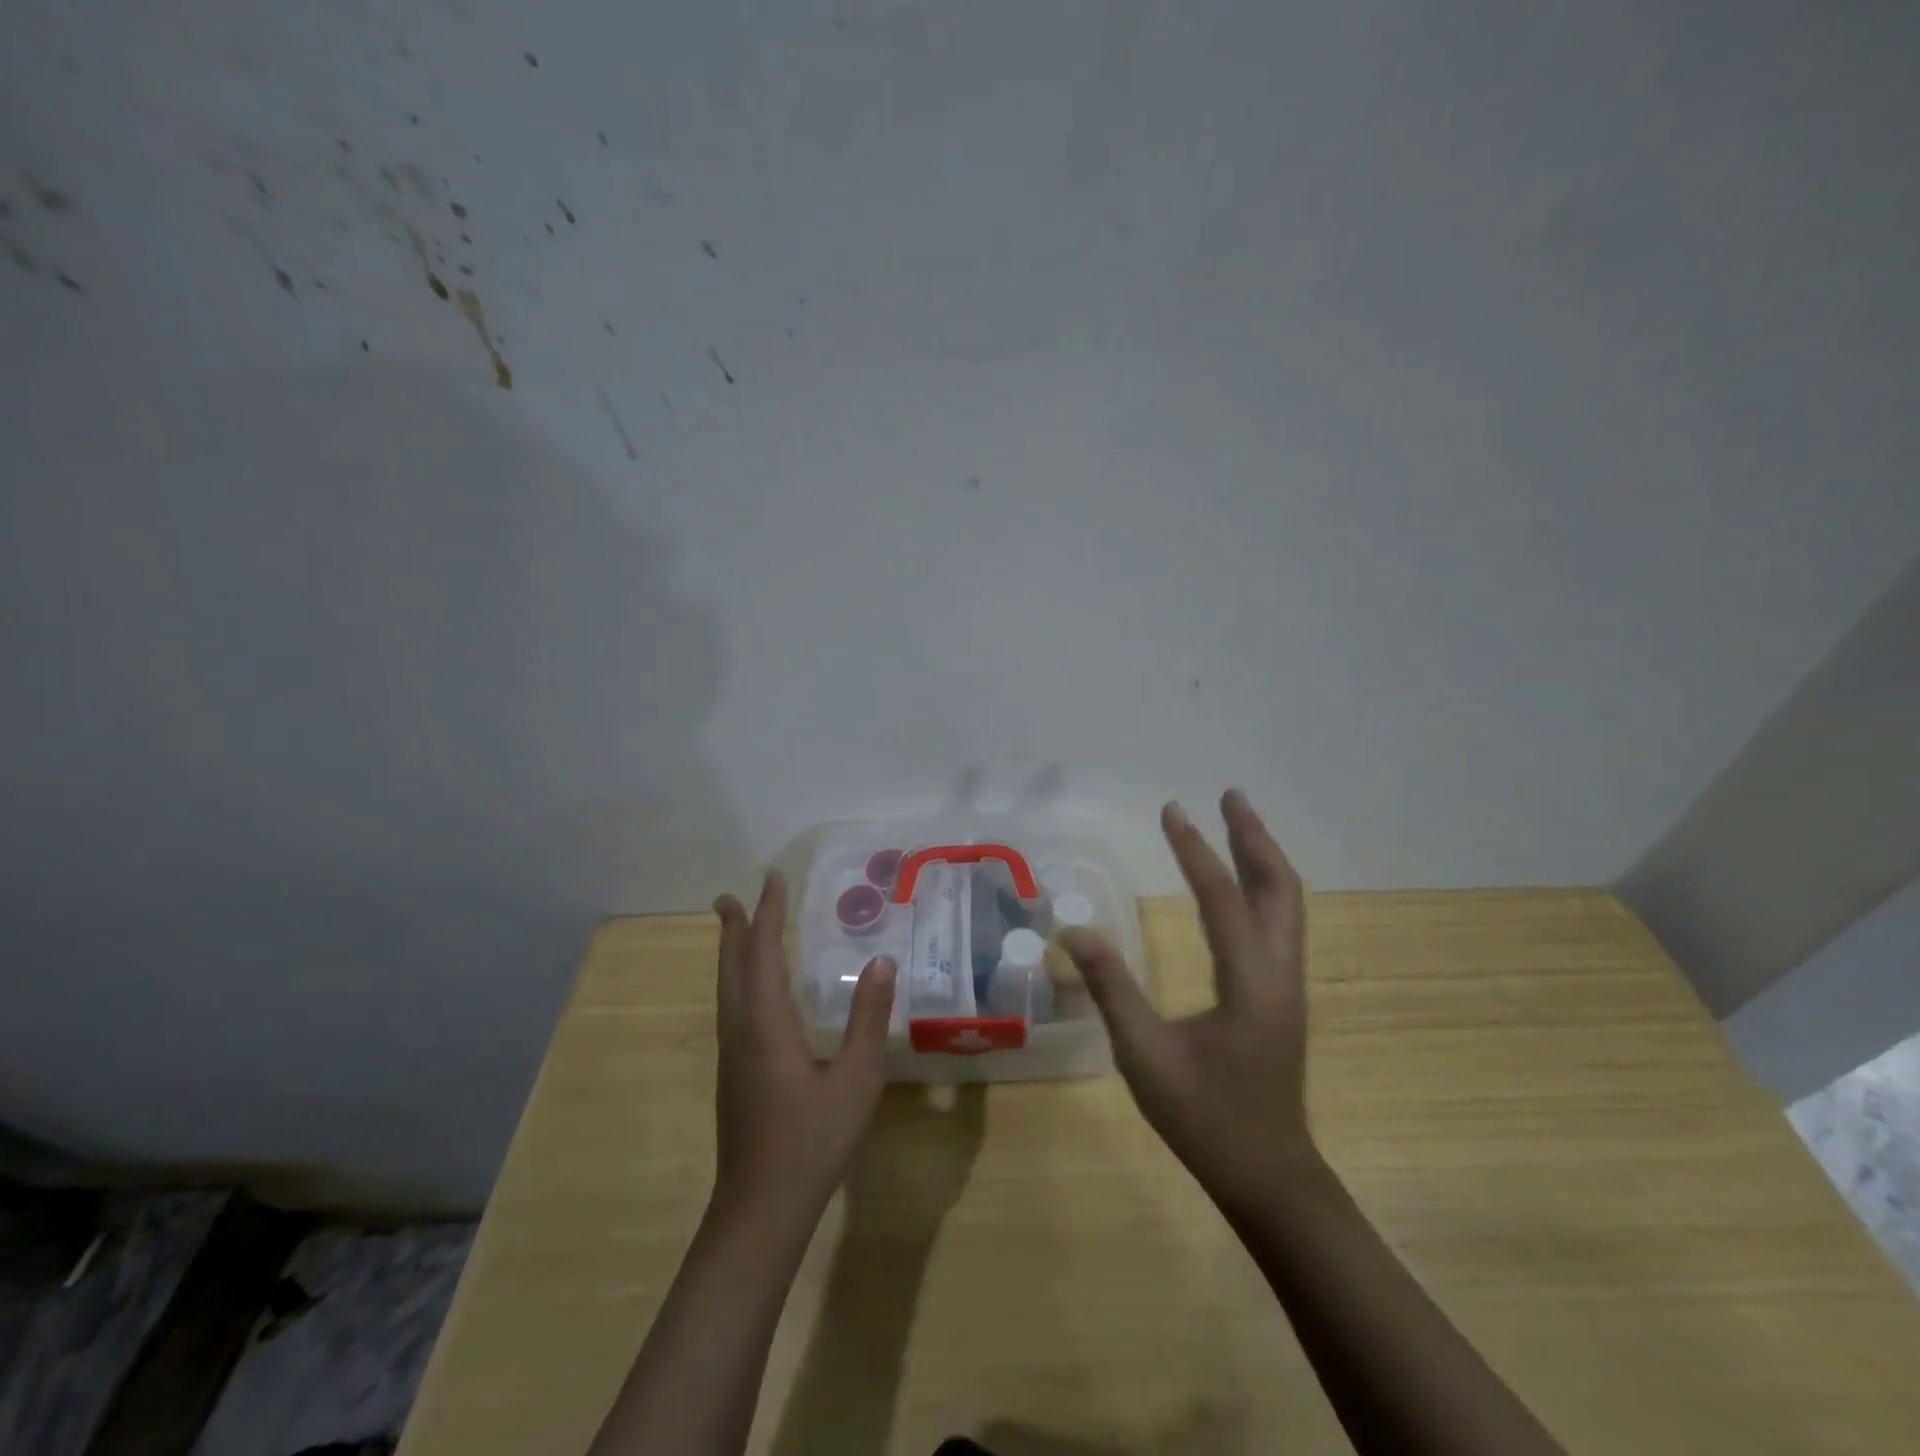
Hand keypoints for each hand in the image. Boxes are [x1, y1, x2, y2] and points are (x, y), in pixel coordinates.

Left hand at [711, 872, 896, 1223]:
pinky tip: (750, 990)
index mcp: (767, 1024)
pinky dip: (736, 979)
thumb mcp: (856, 1080)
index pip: (763, 952)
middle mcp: (740, 1030)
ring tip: (733, 929)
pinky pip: (730, 1006)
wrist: (760, 1209)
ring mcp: (732, 1054)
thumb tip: (881, 962)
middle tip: (729, 895)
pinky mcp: (733, 1074)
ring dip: (730, 952)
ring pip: (725, 987)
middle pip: (732, 966)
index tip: (772, 878)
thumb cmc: (812, 1142)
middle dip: (733, 927)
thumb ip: (868, 1019)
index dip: (767, 913)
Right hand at [1059, 791, 1318, 1217]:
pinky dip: (1265, 886)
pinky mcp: (1284, 996)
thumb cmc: (1204, 1118)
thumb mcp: (1144, 1056)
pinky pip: (1281, 923)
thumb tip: (1075, 929)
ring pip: (1288, 904)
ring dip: (1264, 858)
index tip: (1172, 810)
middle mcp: (1280, 974)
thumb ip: (1111, 988)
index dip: (1195, 851)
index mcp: (1250, 984)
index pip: (1222, 899)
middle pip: (1280, 888)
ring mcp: (1289, 985)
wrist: (1268, 1175)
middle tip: (1229, 797)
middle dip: (1253, 837)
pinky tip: (1244, 884)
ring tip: (1238, 823)